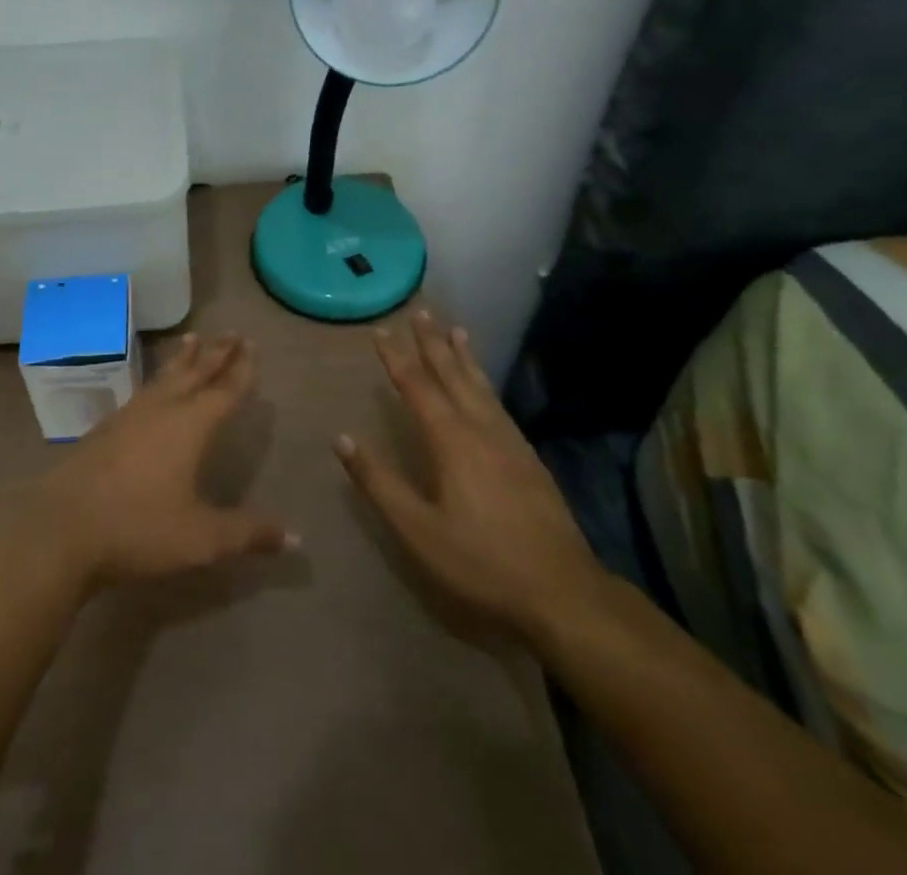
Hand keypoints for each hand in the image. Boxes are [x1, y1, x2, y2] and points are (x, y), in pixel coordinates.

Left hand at [36, 334, 293, 588]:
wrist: (63, 529)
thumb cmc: (139, 528)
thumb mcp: (201, 538)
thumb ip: (248, 533)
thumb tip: (296, 537)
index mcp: (190, 426)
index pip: (224, 392)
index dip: (241, 371)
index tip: (251, 346)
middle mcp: (162, 410)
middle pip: (195, 374)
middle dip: (216, 354)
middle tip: (232, 332)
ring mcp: (129, 416)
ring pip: (164, 377)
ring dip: (183, 359)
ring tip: (192, 338)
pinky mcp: (105, 428)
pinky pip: (142, 391)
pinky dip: (157, 379)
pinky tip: (153, 387)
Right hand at [336, 311, 606, 646]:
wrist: (565, 594)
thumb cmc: (482, 562)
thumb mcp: (418, 529)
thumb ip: (379, 482)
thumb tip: (341, 438)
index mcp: (452, 441)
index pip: (417, 387)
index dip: (396, 358)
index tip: (380, 331)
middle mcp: (481, 430)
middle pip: (453, 376)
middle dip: (433, 343)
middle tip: (421, 312)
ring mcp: (511, 443)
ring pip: (482, 387)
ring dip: (464, 357)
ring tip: (457, 331)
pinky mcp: (530, 460)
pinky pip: (499, 405)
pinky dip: (486, 384)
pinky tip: (486, 390)